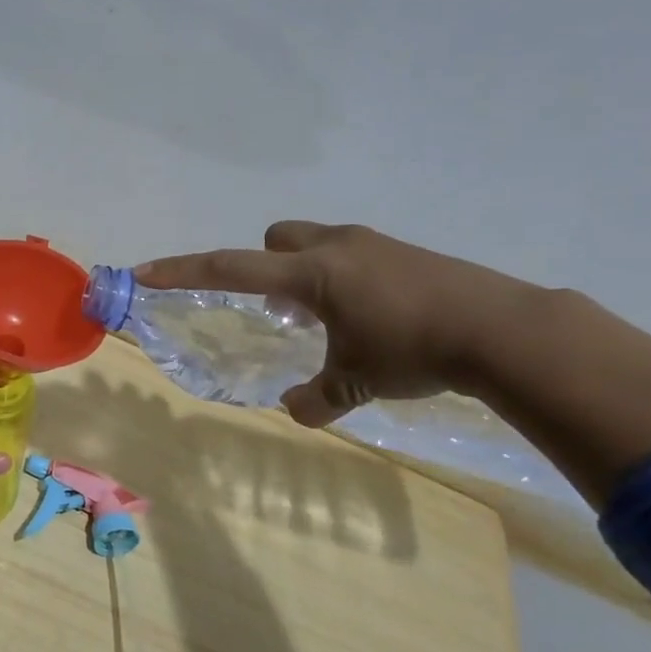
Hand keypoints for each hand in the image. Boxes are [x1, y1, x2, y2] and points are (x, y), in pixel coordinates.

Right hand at [137, 221, 542, 427]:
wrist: (504, 329)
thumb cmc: (414, 349)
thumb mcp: (357, 381)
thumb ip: (318, 398)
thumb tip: (296, 411)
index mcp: (311, 274)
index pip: (230, 268)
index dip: (183, 271)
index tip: (146, 271)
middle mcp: (336, 247)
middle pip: (275, 239)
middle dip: (264, 267)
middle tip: (279, 310)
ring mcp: (374, 244)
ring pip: (315, 243)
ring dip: (305, 273)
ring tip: (326, 319)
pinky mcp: (405, 252)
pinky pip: (351, 254)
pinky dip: (343, 279)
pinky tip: (371, 317)